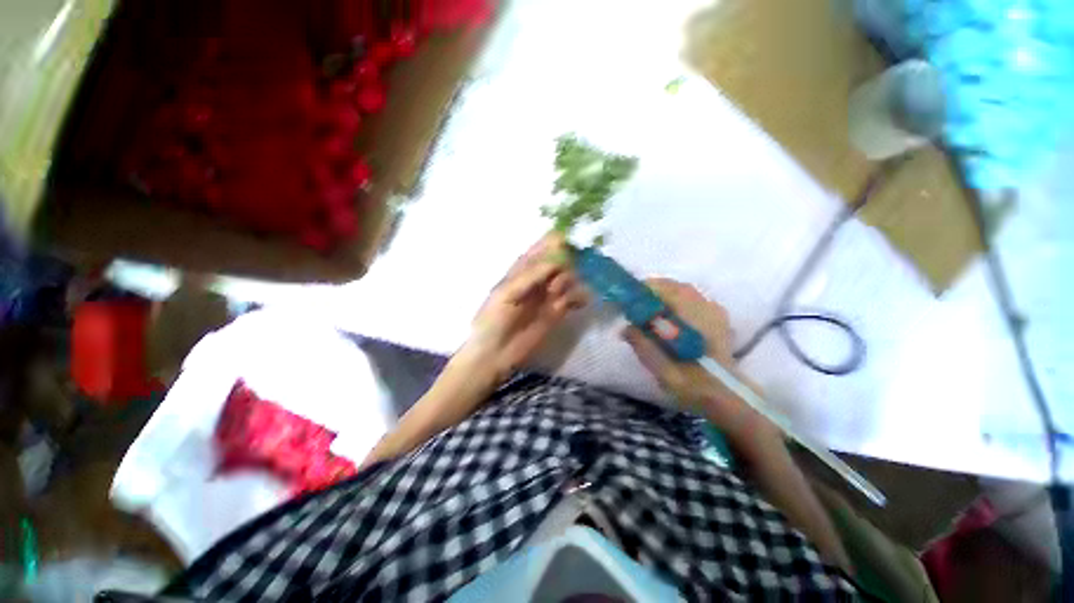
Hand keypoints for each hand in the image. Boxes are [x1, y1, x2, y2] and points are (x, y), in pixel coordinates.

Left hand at [462, 233, 588, 380]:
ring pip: (572, 276)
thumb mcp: (506, 293)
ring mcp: (551, 293)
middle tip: (558, 279)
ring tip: (557, 297)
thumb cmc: (493, 320)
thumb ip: (531, 275)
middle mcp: (540, 277)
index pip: (546, 245)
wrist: (495, 354)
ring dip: (571, 281)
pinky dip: (581, 296)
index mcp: (524, 267)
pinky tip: (579, 303)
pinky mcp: (559, 310)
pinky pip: (576, 297)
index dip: (560, 242)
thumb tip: (559, 259)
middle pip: (564, 258)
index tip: (571, 246)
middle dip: (568, 263)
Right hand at [621, 279, 775, 438]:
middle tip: (636, 307)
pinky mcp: (719, 318)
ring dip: (665, 297)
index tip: (629, 301)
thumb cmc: (692, 384)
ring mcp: (715, 311)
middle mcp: (706, 307)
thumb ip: (641, 344)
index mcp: (692, 316)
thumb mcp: (660, 368)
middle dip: (653, 293)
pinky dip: (678, 303)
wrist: (727, 397)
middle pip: (674, 287)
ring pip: (685, 292)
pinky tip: (670, 319)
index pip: (664, 289)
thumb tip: (624, 328)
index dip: (643, 291)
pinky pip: (694, 300)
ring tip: (651, 312)